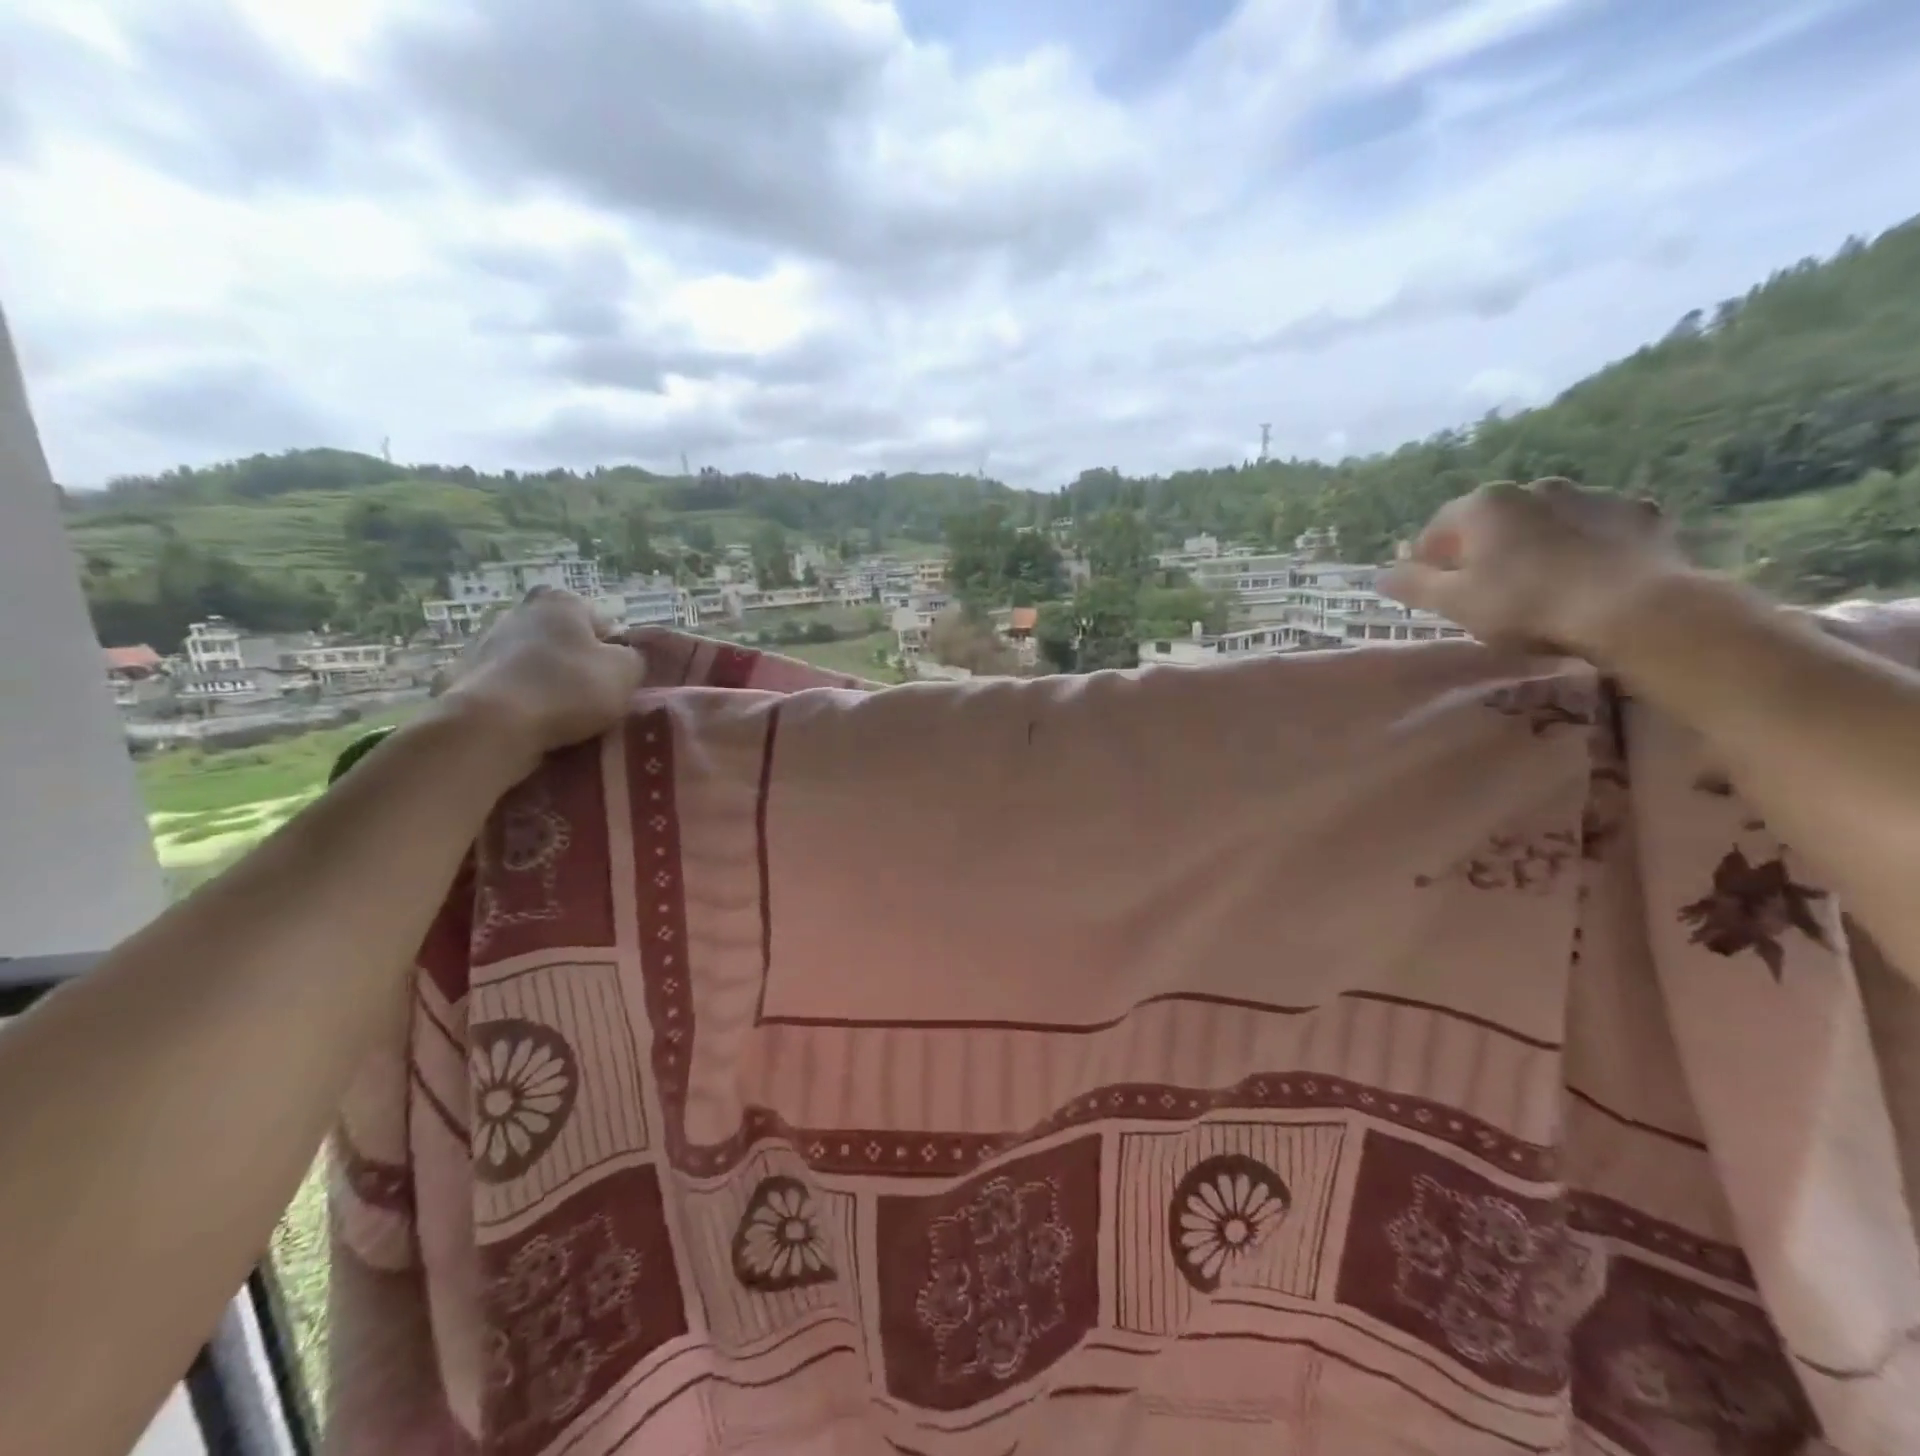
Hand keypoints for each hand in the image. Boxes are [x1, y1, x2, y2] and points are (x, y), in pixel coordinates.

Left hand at [436, 589, 646, 774]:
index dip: (614, 652)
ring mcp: (485, 641)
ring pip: (533, 663)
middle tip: (592, 699)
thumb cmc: (568, 689)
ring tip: (560, 717)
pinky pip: (505, 687)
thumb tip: (625, 658)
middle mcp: (520, 610)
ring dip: (546, 682)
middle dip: (577, 664)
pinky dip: (518, 700)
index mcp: (561, 602)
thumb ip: (634, 658)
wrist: (491, 725)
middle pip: (564, 640)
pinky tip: (528, 723)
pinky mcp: (463, 674)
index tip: (616, 681)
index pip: (602, 623)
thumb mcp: (626, 672)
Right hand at [1377, 478, 1686, 659]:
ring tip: (1538, 586)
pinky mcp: (1636, 512)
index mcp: (1483, 505)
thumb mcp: (1453, 603)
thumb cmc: (1526, 605)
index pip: (1437, 530)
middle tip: (1485, 592)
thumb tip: (1380, 575)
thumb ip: (1412, 585)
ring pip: (1544, 521)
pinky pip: (1594, 528)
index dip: (1428, 563)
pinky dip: (1583, 546)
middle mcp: (1533, 487)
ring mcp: (1590, 495)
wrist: (1635, 609)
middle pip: (1491, 522)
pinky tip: (1586, 577)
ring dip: (1533, 546)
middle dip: (1482, 551)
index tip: (1433, 593)